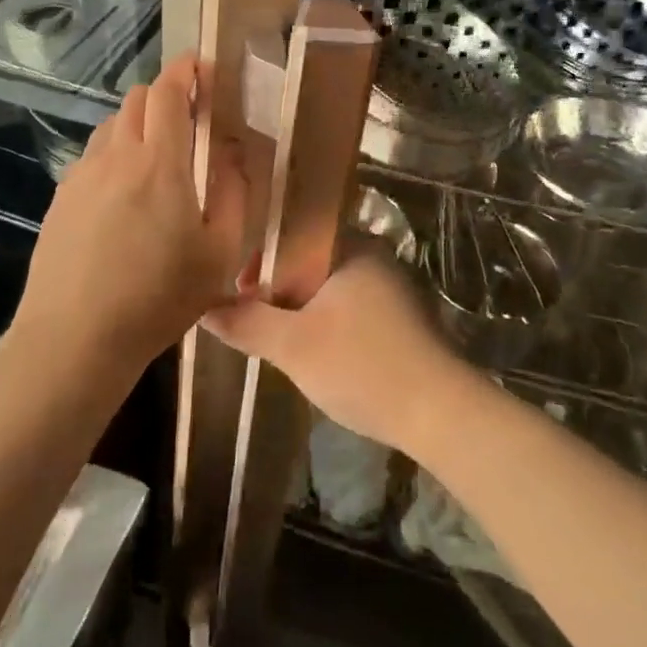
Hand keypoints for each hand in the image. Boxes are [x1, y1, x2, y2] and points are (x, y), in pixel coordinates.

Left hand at [15, 54, 246, 376]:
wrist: (75, 338)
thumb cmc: (159, 297)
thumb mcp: (220, 253)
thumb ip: (234, 194)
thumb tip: (233, 153)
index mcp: (159, 162)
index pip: (169, 91)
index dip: (187, 69)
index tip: (205, 68)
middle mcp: (116, 156)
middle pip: (137, 99)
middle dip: (166, 94)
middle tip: (191, 117)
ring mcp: (81, 175)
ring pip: (112, 125)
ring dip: (139, 124)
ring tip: (158, 156)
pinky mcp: (61, 199)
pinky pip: (93, 156)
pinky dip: (115, 154)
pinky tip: (124, 193)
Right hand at [206, 247, 473, 454]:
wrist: (440, 412)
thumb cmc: (361, 365)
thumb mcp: (292, 346)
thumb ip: (246, 323)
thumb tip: (205, 308)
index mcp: (351, 246)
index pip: (293, 234)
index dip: (259, 259)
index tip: (238, 291)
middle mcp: (374, 256)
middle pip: (309, 261)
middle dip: (277, 288)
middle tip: (253, 320)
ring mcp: (392, 287)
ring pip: (329, 288)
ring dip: (300, 309)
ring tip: (277, 339)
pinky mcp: (402, 319)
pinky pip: (350, 308)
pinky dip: (326, 323)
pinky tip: (315, 353)